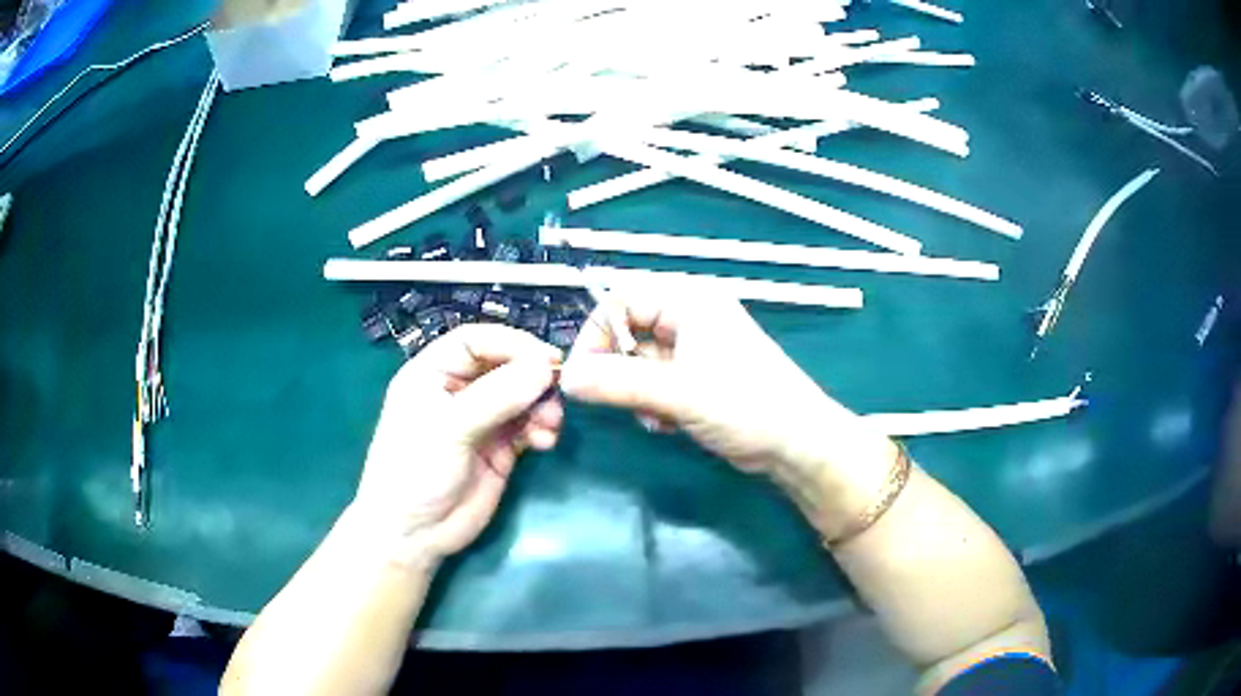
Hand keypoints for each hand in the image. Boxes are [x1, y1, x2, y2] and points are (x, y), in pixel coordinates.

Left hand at [353, 324, 562, 566]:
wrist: (414, 534)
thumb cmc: (415, 471)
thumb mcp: (449, 429)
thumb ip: (496, 396)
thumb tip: (544, 366)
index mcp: (432, 373)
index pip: (475, 341)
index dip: (510, 343)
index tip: (545, 356)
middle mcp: (458, 391)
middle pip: (504, 365)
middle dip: (532, 376)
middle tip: (557, 390)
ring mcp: (481, 420)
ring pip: (521, 396)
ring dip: (541, 405)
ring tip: (550, 425)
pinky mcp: (500, 448)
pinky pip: (528, 426)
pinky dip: (542, 429)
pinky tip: (545, 442)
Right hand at [558, 291, 894, 519]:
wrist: (796, 445)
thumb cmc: (746, 406)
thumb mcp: (678, 392)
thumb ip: (617, 382)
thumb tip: (566, 378)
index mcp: (689, 300)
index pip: (620, 300)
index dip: (595, 334)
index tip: (580, 375)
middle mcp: (690, 317)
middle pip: (628, 331)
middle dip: (618, 369)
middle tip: (617, 400)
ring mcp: (696, 348)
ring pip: (640, 361)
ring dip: (636, 391)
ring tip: (654, 416)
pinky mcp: (699, 377)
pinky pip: (657, 382)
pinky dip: (653, 402)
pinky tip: (667, 423)